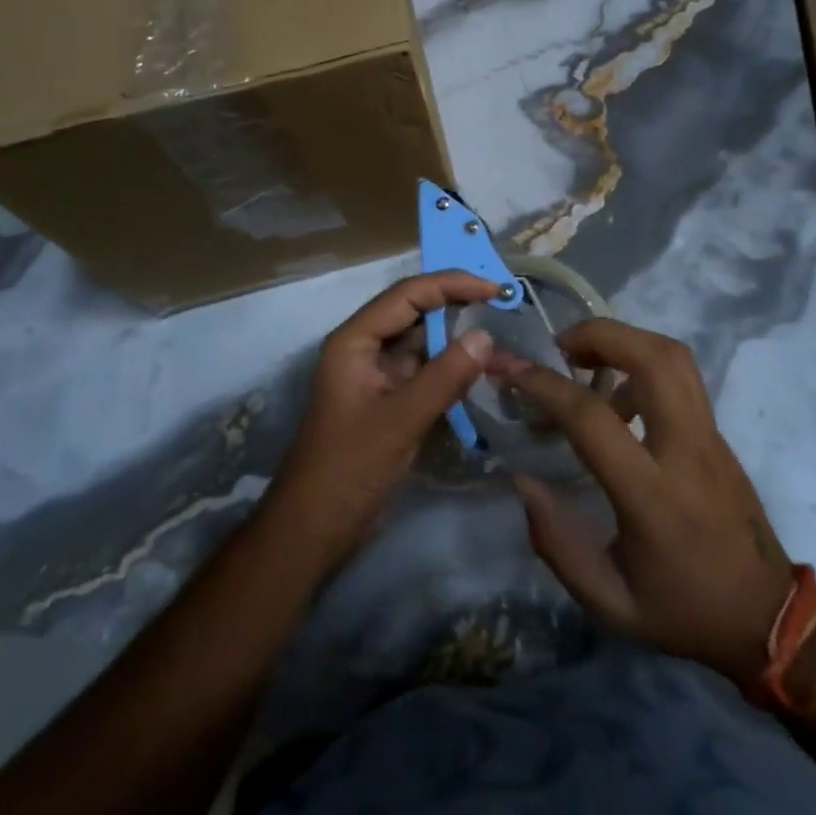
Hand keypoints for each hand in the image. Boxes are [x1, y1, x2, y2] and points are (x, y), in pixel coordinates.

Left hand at [263, 270, 505, 571]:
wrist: (313, 530)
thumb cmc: (348, 469)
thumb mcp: (400, 421)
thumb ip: (445, 376)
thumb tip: (485, 336)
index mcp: (355, 341)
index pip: (407, 294)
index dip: (451, 284)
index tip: (494, 288)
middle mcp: (364, 348)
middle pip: (413, 312)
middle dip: (456, 303)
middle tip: (502, 303)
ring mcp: (375, 375)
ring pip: (420, 342)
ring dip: (455, 336)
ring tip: (499, 330)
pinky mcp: (387, 401)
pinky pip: (422, 370)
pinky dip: (449, 366)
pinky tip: (479, 367)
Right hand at [500, 320, 793, 692]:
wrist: (769, 619)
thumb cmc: (684, 611)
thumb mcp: (610, 602)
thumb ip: (558, 544)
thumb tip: (523, 482)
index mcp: (653, 496)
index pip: (593, 417)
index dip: (546, 385)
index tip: (511, 370)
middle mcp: (686, 450)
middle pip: (651, 358)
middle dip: (598, 334)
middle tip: (559, 347)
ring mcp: (709, 435)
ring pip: (673, 355)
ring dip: (623, 339)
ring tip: (585, 358)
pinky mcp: (718, 431)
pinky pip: (681, 375)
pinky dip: (642, 362)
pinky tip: (617, 396)